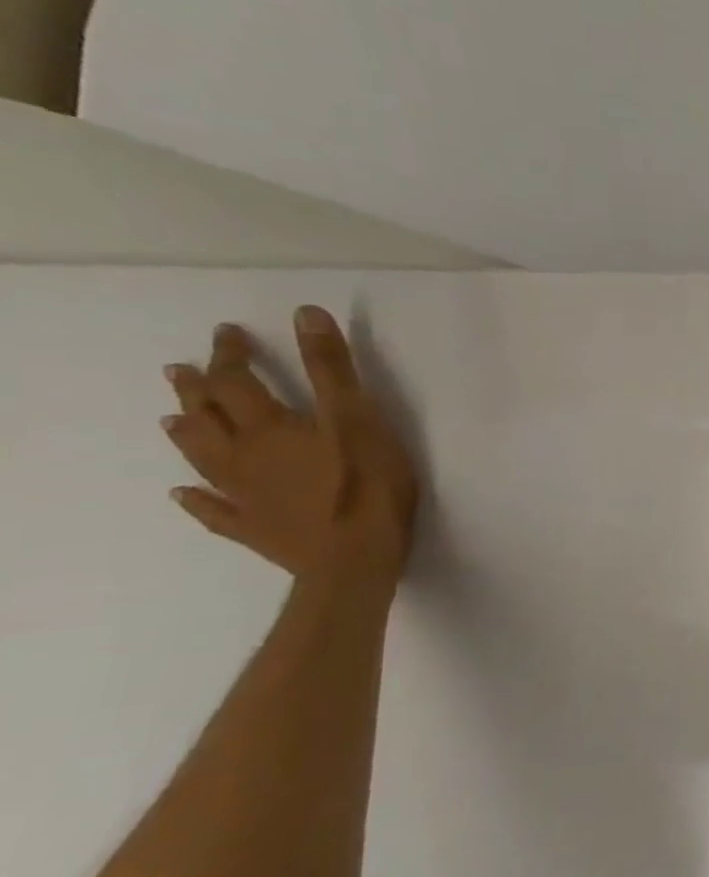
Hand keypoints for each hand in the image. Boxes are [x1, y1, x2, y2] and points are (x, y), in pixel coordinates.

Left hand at [161, 306, 417, 584]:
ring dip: (187, 434)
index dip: (231, 355)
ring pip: (202, 458)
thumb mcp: (359, 420)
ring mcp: (243, 496)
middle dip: (197, 389)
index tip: (229, 333)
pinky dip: (195, 500)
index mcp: (270, 429)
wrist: (353, 561)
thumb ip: (332, 370)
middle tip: (183, 370)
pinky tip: (184, 495)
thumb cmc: (366, 488)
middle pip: (209, 417)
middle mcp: (244, 457)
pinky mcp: (254, 528)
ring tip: (173, 420)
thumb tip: (303, 315)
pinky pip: (212, 511)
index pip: (237, 381)